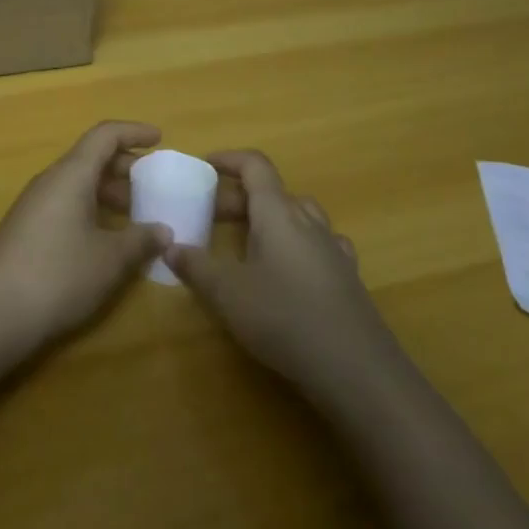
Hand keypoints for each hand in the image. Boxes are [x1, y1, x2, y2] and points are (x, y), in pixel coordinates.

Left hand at [0, 121, 171, 356]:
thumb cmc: (57, 276)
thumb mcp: (109, 260)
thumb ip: (140, 240)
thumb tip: (163, 230)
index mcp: (71, 174)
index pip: (105, 135)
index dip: (134, 132)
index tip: (159, 139)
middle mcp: (50, 181)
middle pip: (91, 158)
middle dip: (124, 167)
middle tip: (153, 186)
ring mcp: (34, 205)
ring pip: (77, 183)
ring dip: (108, 192)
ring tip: (136, 216)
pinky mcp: (26, 230)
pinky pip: (66, 204)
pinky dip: (91, 210)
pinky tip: (106, 241)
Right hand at [165, 150, 405, 407]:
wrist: (357, 369)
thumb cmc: (285, 318)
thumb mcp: (228, 294)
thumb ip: (196, 267)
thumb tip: (170, 247)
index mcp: (278, 213)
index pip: (255, 166)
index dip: (229, 159)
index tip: (205, 166)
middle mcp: (308, 221)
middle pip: (273, 192)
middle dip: (240, 197)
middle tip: (211, 217)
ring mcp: (333, 248)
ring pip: (299, 215)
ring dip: (271, 218)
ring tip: (249, 239)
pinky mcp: (348, 276)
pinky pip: (320, 243)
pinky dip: (299, 244)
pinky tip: (292, 267)